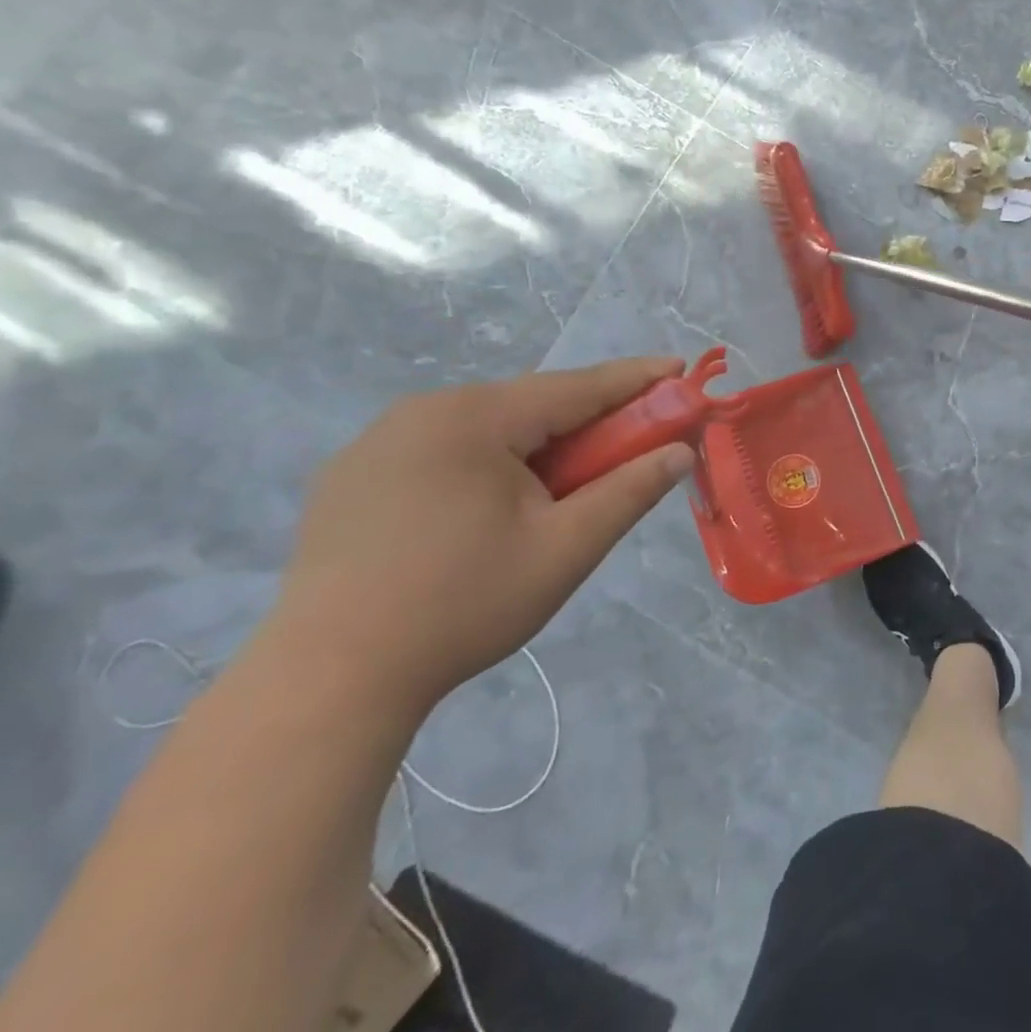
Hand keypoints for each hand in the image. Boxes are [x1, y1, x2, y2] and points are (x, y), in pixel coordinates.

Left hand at [269, 358, 695, 713]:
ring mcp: (377, 443)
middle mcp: (422, 412)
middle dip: (588, 421)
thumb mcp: (567, 547)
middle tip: (632, 445)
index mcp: (474, 418)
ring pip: (487, 428)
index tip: (680, 370)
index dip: (636, 380)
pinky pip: (444, 451)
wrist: (327, 683)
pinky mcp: (351, 479)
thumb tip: (681, 451)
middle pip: (530, 405)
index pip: (577, 387)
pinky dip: (488, 463)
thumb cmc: (463, 604)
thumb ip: (631, 490)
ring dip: (538, 446)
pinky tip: (493, 508)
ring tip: (564, 488)